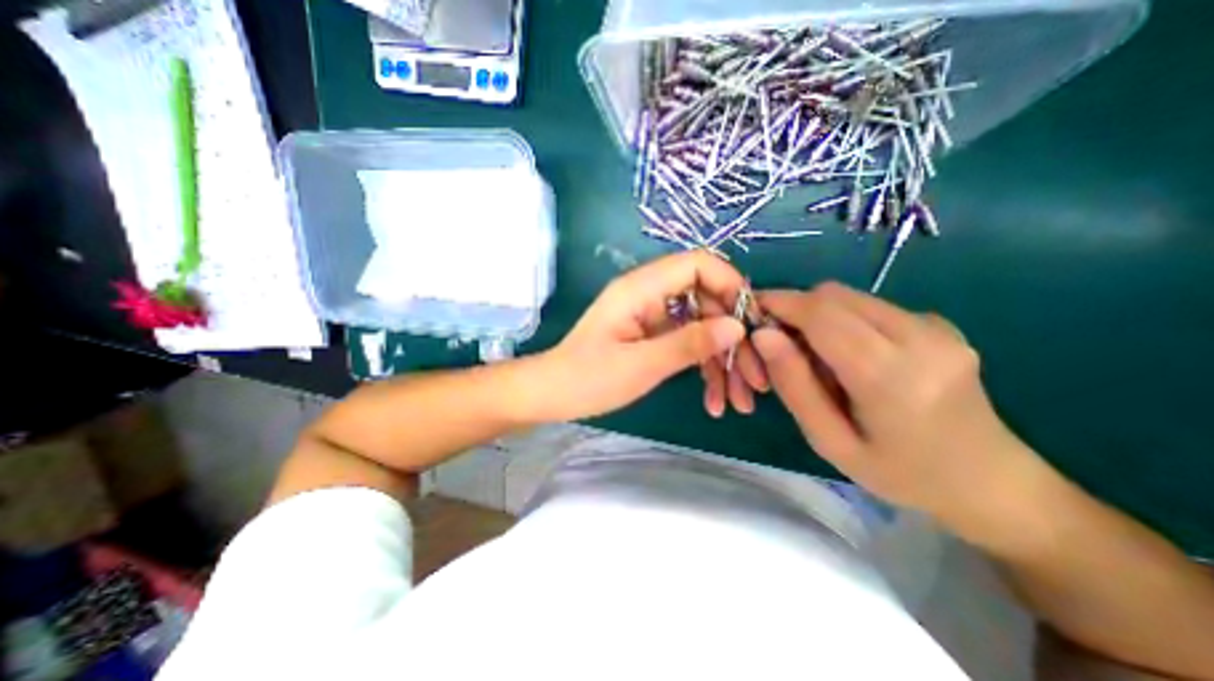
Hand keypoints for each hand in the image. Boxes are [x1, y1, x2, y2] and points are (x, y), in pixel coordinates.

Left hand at [541, 249, 767, 420]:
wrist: (553, 393)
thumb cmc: (588, 379)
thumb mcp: (641, 365)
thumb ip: (688, 343)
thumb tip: (737, 326)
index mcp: (641, 288)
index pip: (698, 265)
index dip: (731, 286)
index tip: (752, 324)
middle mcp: (649, 294)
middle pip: (707, 300)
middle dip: (734, 338)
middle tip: (756, 378)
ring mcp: (652, 316)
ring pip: (701, 326)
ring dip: (723, 361)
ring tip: (740, 401)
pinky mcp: (652, 335)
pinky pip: (687, 342)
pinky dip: (704, 367)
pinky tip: (715, 399)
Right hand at [750, 282, 1043, 531]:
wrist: (992, 482)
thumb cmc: (900, 473)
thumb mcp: (830, 440)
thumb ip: (794, 385)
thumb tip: (763, 335)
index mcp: (892, 375)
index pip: (821, 314)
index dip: (778, 304)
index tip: (749, 313)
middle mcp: (920, 337)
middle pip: (834, 296)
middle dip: (794, 309)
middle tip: (777, 344)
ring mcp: (935, 326)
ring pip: (849, 297)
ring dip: (817, 316)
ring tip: (814, 358)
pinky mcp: (938, 323)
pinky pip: (869, 307)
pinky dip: (841, 320)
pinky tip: (848, 356)